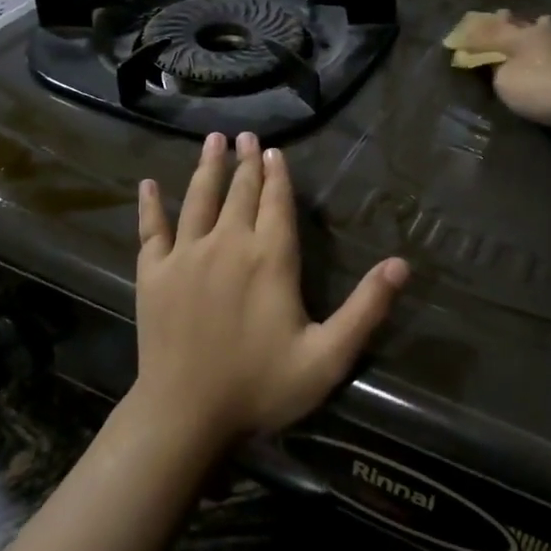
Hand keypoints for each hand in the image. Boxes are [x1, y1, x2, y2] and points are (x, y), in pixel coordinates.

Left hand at [134, 132, 408, 444]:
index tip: (273, 150)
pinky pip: (151, 229)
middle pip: (239, 192)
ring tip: (213, 140)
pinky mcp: (153, 274)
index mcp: (270, 258)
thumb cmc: (260, 386)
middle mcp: (227, 244)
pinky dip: (150, 205)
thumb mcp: (327, 356)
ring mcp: (185, 256)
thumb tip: (402, 264)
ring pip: (198, 199)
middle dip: (245, 162)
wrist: (184, 416)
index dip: (277, 175)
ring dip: (207, 167)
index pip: (276, 203)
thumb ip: (366, 308)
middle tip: (245, 135)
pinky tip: (149, 184)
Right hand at [456, 13, 550, 135]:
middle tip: (506, 16)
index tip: (470, 27)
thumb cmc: (546, 88)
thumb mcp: (507, 83)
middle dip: (515, 22)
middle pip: (527, 25)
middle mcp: (548, 35)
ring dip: (542, 32)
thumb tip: (502, 64)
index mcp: (522, 37)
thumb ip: (498, 72)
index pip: (495, 31)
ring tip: (540, 28)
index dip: (480, 33)